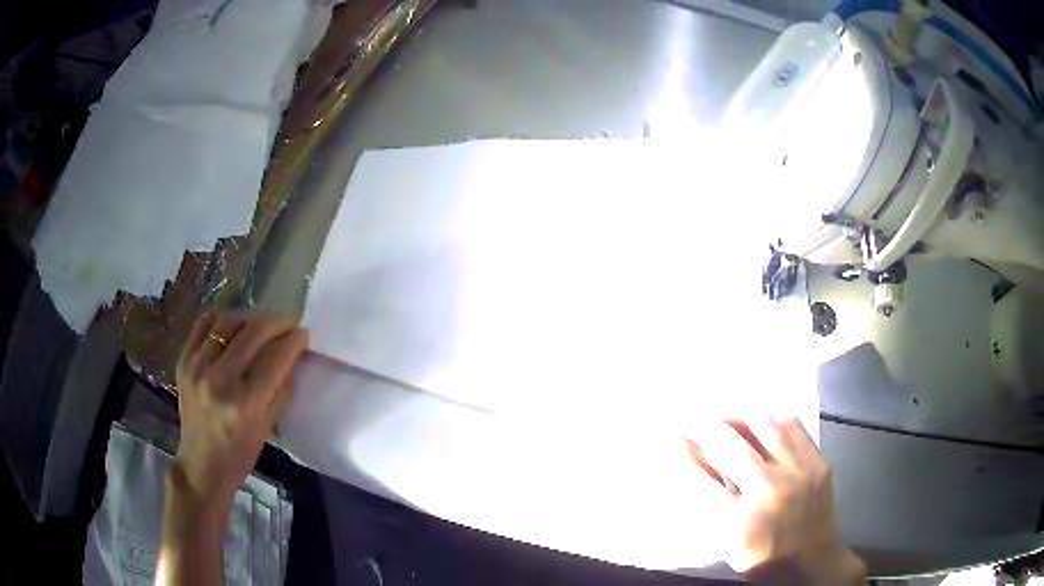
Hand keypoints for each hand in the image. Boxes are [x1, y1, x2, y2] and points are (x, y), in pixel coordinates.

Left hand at [174, 311, 308, 501]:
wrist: (201, 463)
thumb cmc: (240, 453)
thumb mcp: (268, 426)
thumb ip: (281, 387)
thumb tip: (294, 354)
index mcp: (244, 404)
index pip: (275, 358)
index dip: (294, 341)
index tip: (304, 333)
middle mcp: (219, 380)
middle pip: (253, 333)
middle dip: (276, 323)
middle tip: (288, 324)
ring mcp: (197, 366)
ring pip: (229, 322)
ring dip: (252, 317)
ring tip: (262, 323)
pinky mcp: (184, 360)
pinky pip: (205, 324)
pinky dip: (224, 318)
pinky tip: (236, 325)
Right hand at [686, 416, 865, 584]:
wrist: (812, 562)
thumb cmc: (761, 558)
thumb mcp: (726, 542)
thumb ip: (709, 502)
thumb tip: (694, 457)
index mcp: (740, 523)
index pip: (700, 479)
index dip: (682, 453)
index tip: (671, 435)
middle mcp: (770, 492)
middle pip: (731, 444)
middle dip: (707, 426)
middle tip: (697, 420)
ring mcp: (799, 473)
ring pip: (764, 424)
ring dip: (740, 417)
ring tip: (729, 419)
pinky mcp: (818, 462)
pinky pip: (793, 425)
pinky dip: (772, 419)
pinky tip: (762, 424)